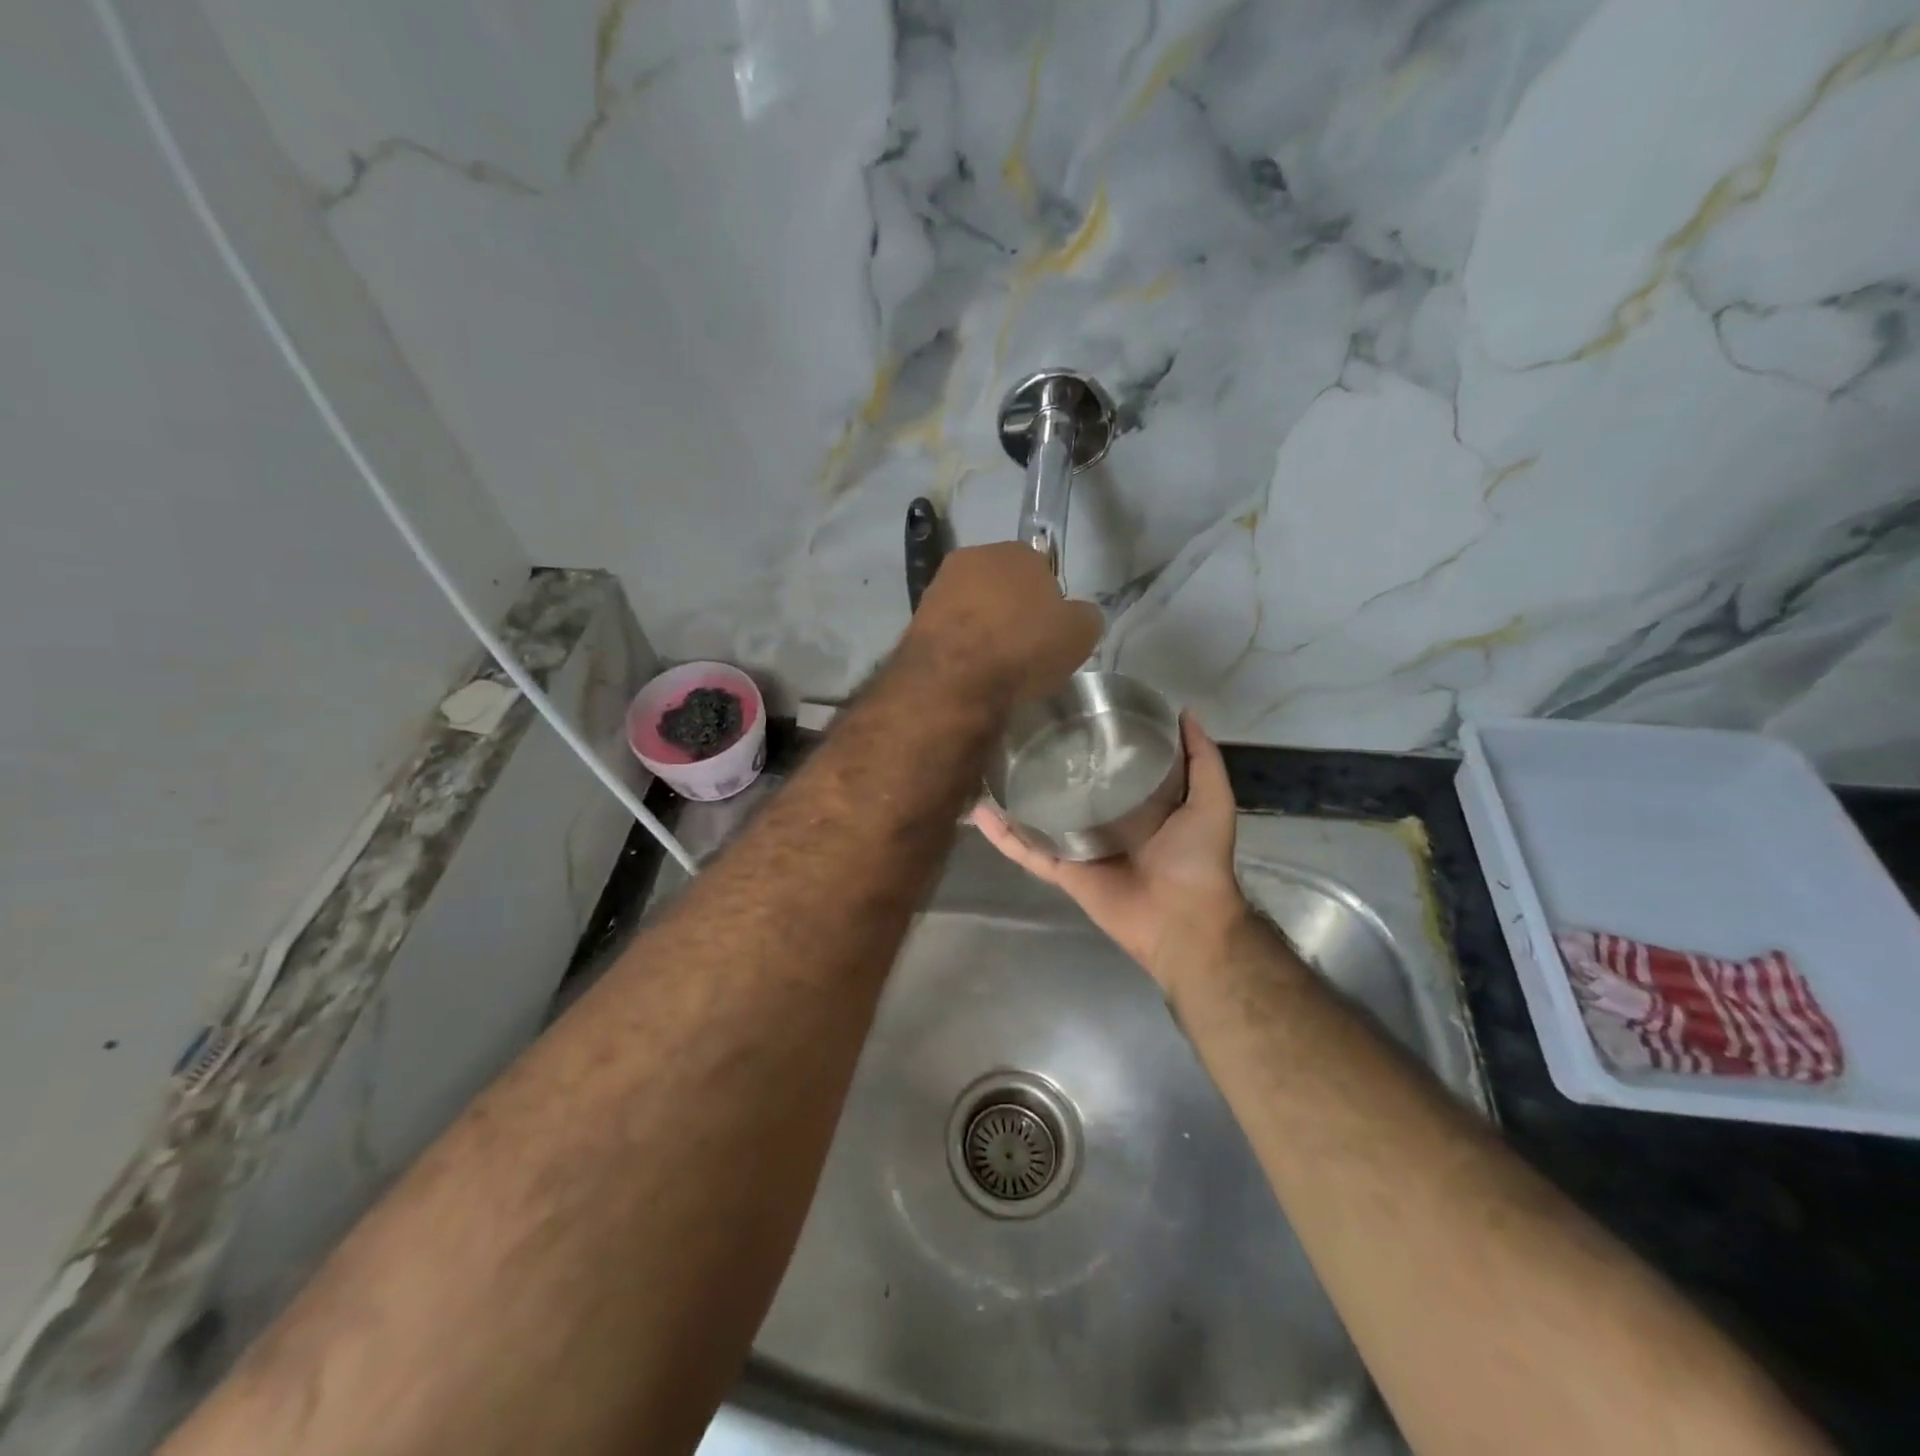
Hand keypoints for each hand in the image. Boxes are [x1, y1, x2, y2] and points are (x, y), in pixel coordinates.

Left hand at [897, 543, 1102, 703]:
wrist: (954, 678)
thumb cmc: (1024, 646)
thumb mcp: (1079, 634)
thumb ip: (1083, 617)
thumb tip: (1076, 616)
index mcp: (1015, 551)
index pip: (1039, 568)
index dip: (1048, 601)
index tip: (1049, 631)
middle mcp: (972, 558)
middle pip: (1001, 586)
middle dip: (1011, 611)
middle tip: (1023, 649)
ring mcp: (938, 588)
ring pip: (971, 608)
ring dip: (982, 630)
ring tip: (995, 666)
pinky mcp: (914, 621)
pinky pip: (950, 633)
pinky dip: (959, 649)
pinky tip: (969, 673)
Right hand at [973, 713, 1249, 997]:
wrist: (1183, 918)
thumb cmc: (1197, 857)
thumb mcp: (1211, 798)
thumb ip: (1201, 758)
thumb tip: (1183, 712)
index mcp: (1139, 806)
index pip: (1110, 769)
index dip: (1095, 743)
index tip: (1073, 712)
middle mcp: (1106, 823)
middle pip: (1070, 791)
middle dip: (1049, 767)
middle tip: (1022, 734)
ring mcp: (1080, 849)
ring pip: (1040, 819)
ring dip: (1016, 798)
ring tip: (990, 766)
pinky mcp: (1063, 872)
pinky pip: (1028, 851)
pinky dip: (1002, 835)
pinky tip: (978, 811)